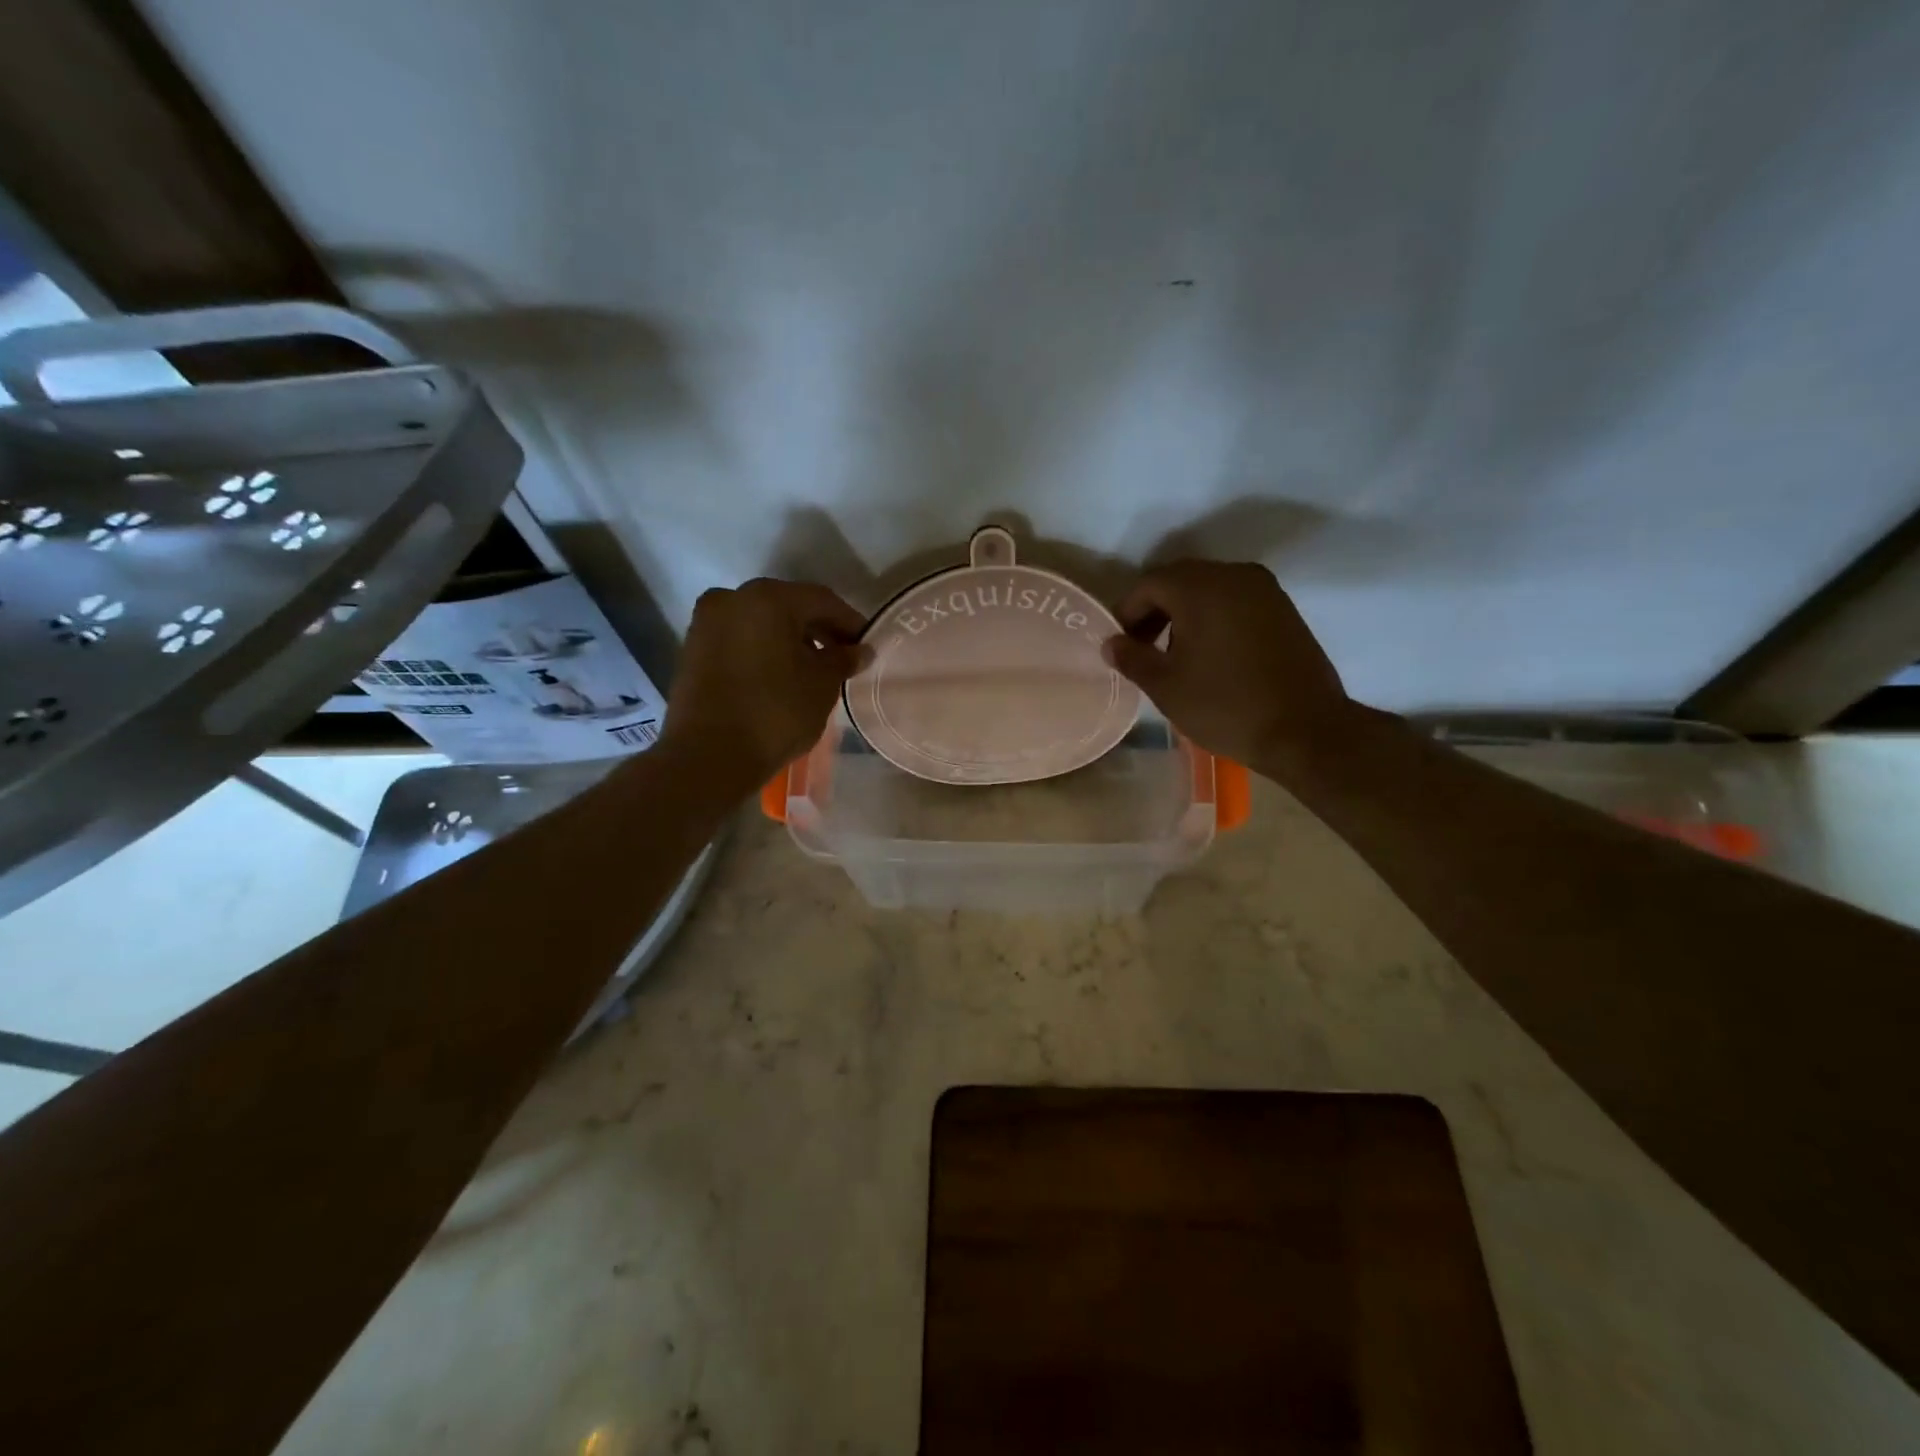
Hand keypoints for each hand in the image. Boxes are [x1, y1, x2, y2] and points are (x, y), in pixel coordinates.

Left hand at [660, 578, 867, 795]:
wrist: (708, 756)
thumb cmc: (775, 712)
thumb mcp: (822, 684)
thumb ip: (843, 659)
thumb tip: (860, 650)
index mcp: (767, 598)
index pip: (822, 600)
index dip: (850, 622)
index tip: (866, 647)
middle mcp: (732, 598)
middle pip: (788, 606)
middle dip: (819, 630)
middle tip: (843, 658)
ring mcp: (706, 623)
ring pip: (761, 623)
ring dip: (791, 640)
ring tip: (813, 670)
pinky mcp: (693, 650)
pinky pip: (740, 640)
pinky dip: (764, 650)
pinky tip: (782, 676)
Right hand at [1104, 561, 1356, 773]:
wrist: (1306, 730)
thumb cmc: (1226, 706)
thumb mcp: (1166, 686)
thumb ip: (1132, 657)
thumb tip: (1111, 643)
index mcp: (1201, 588)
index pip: (1149, 584)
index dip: (1126, 612)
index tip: (1120, 645)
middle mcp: (1235, 576)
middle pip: (1180, 581)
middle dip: (1154, 611)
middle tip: (1141, 648)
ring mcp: (1265, 591)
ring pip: (1209, 589)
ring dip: (1184, 614)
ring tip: (1174, 656)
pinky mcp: (1284, 610)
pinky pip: (1235, 602)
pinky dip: (1213, 618)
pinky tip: (1209, 655)